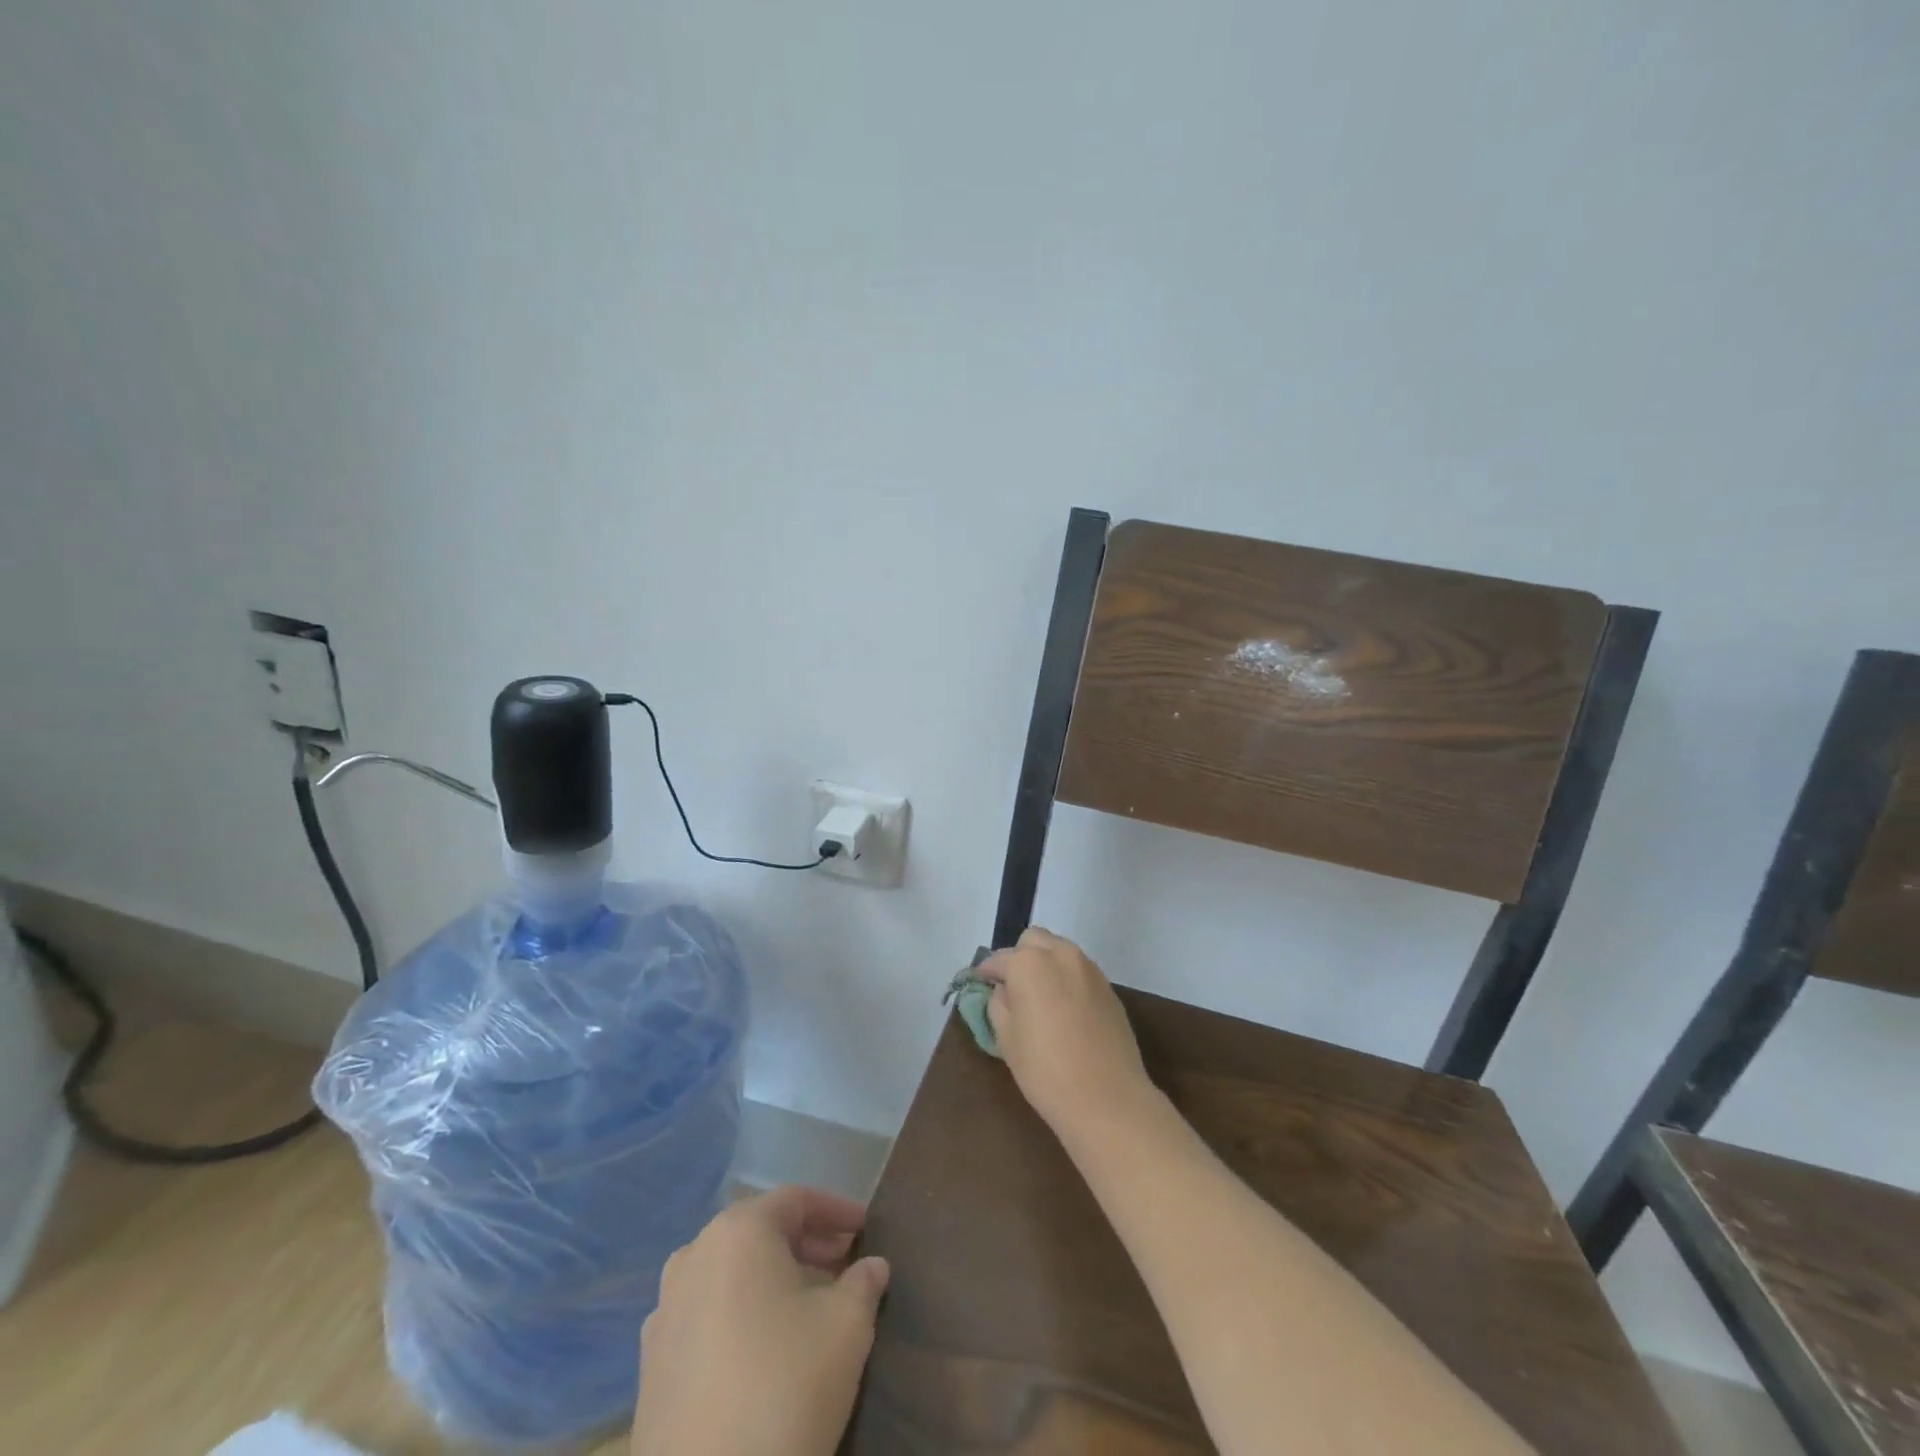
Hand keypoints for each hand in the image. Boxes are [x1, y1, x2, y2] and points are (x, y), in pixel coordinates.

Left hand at [631, 1186, 889, 1455]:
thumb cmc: (784, 1386)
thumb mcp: (846, 1326)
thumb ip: (864, 1284)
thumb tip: (873, 1266)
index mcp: (737, 1232)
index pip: (795, 1200)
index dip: (836, 1210)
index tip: (866, 1228)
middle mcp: (693, 1256)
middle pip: (760, 1233)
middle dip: (806, 1245)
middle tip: (844, 1265)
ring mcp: (664, 1312)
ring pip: (730, 1274)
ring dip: (772, 1280)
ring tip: (809, 1307)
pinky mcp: (651, 1366)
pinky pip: (705, 1316)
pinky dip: (740, 1315)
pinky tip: (764, 1350)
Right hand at [982, 927, 1153, 1143]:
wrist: (1107, 1098)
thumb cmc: (1045, 1070)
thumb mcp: (1006, 1038)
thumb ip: (998, 1004)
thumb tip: (1003, 990)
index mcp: (1028, 963)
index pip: (998, 959)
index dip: (986, 973)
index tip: (981, 986)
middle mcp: (1060, 954)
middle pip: (1033, 941)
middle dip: (1019, 958)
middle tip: (1013, 989)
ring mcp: (1089, 968)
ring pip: (1059, 951)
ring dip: (1046, 965)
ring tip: (1041, 999)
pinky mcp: (1108, 987)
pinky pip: (1079, 971)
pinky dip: (1067, 980)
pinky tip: (1066, 1011)